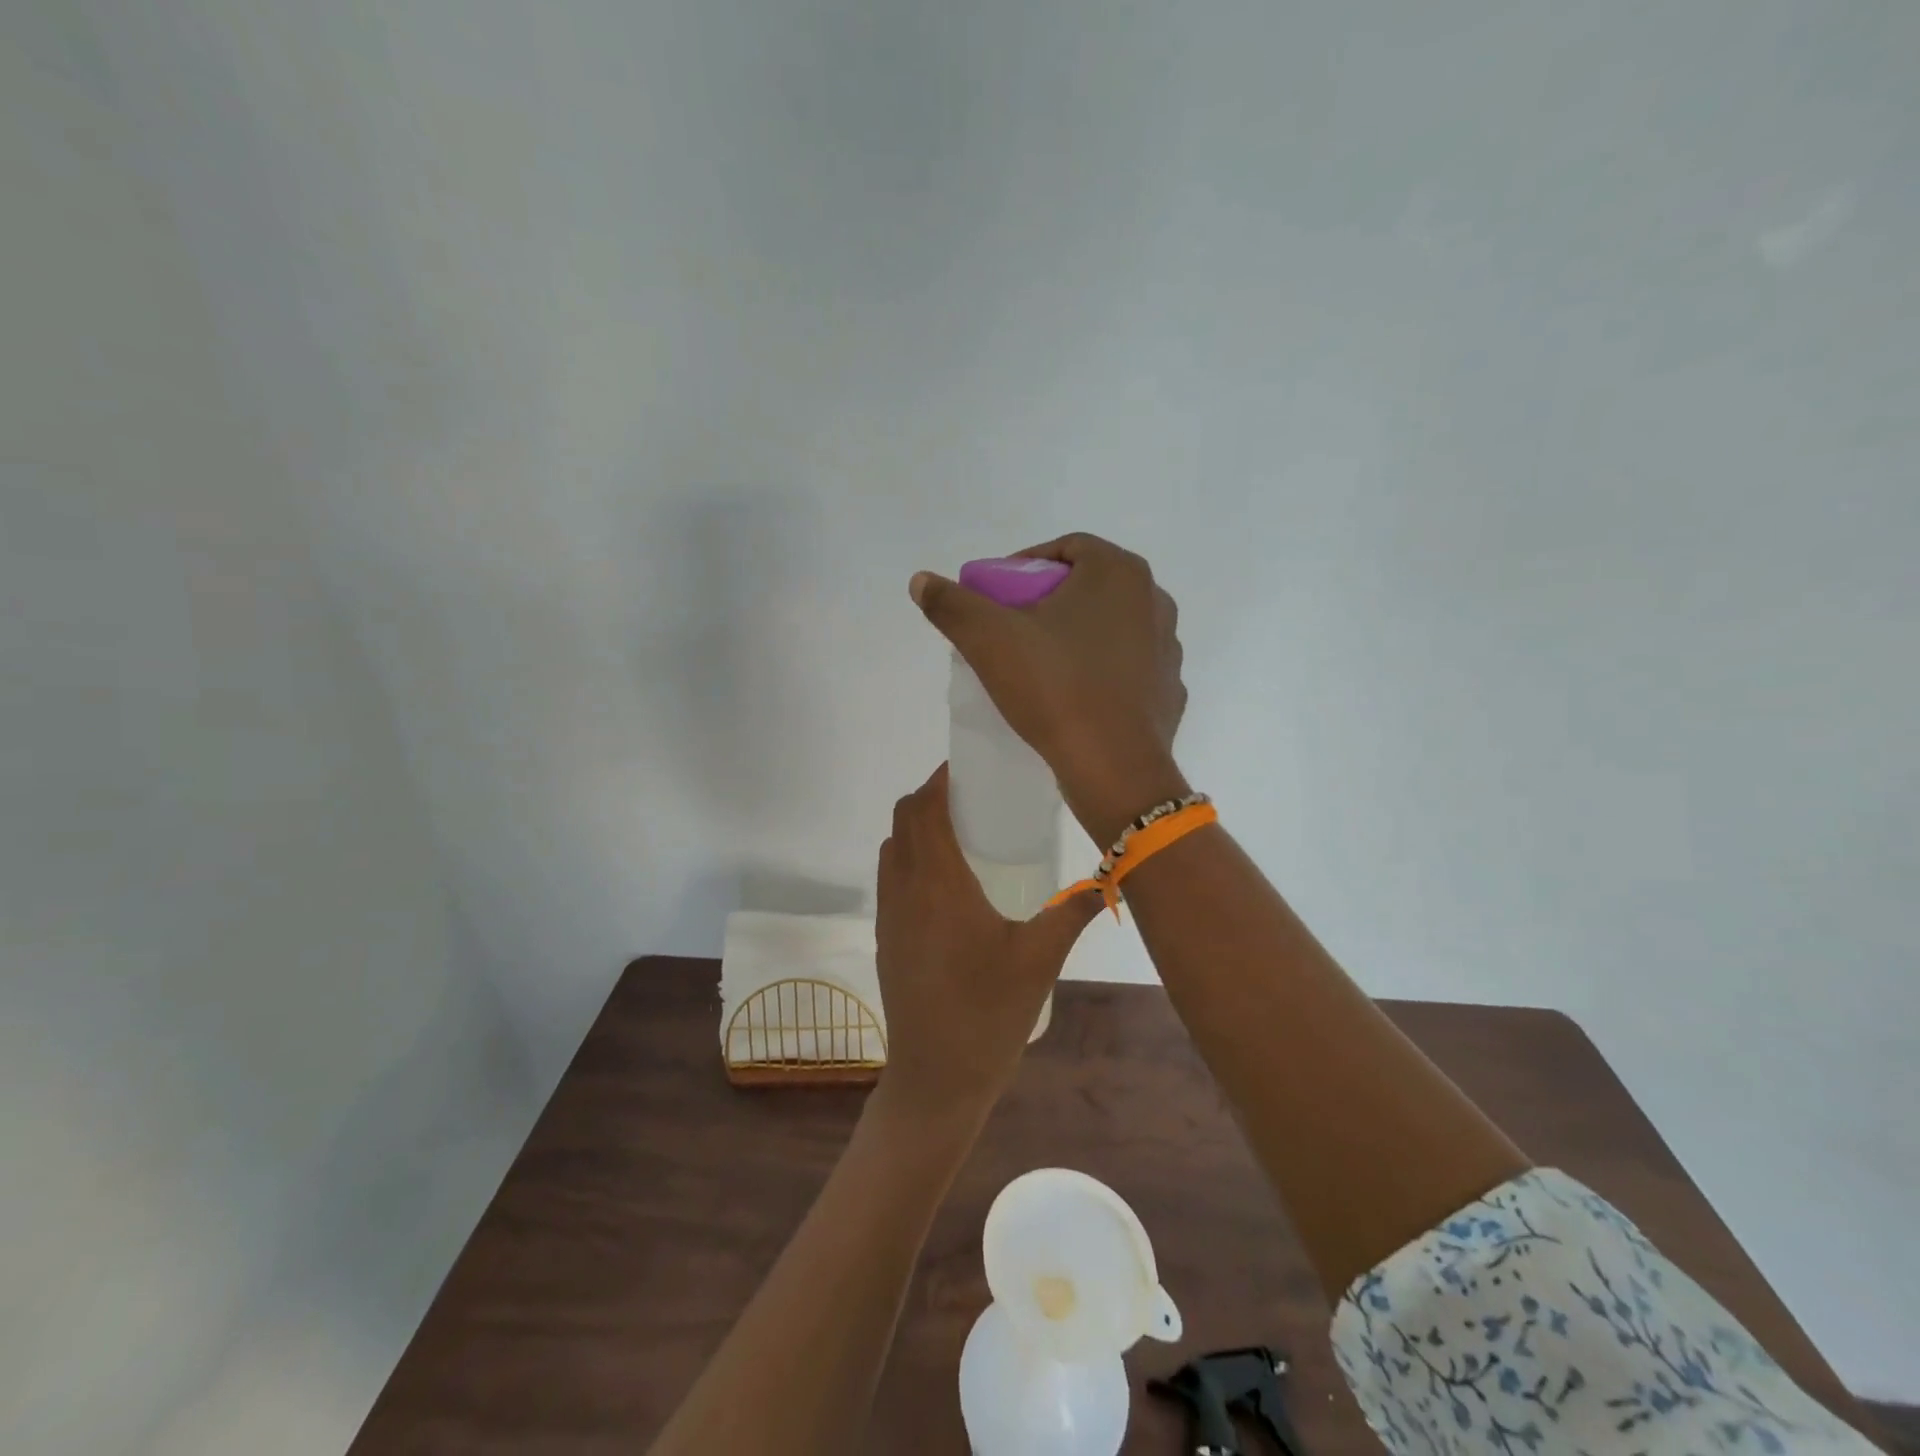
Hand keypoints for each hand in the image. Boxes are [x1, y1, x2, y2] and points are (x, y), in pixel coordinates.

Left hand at [873, 764, 1102, 1122]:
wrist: (935, 1079)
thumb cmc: (988, 1015)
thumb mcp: (1039, 960)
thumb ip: (1072, 911)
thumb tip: (1109, 877)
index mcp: (937, 884)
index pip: (923, 809)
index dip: (939, 779)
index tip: (969, 768)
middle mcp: (904, 890)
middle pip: (903, 821)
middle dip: (930, 797)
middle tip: (973, 796)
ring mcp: (889, 914)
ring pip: (892, 848)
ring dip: (917, 827)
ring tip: (962, 831)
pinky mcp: (885, 937)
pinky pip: (891, 876)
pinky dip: (911, 856)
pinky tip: (949, 879)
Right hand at [910, 533, 1189, 846]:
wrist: (1114, 768)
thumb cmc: (1055, 689)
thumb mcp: (988, 640)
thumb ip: (951, 604)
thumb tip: (921, 581)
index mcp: (1119, 573)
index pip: (1066, 548)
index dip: (1023, 567)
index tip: (996, 597)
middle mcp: (1154, 601)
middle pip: (1089, 587)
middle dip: (1047, 602)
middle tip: (1011, 630)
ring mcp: (1168, 648)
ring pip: (1111, 628)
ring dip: (1076, 636)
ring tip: (1040, 666)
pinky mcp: (1169, 691)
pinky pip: (1127, 668)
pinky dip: (1100, 672)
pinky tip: (1074, 696)